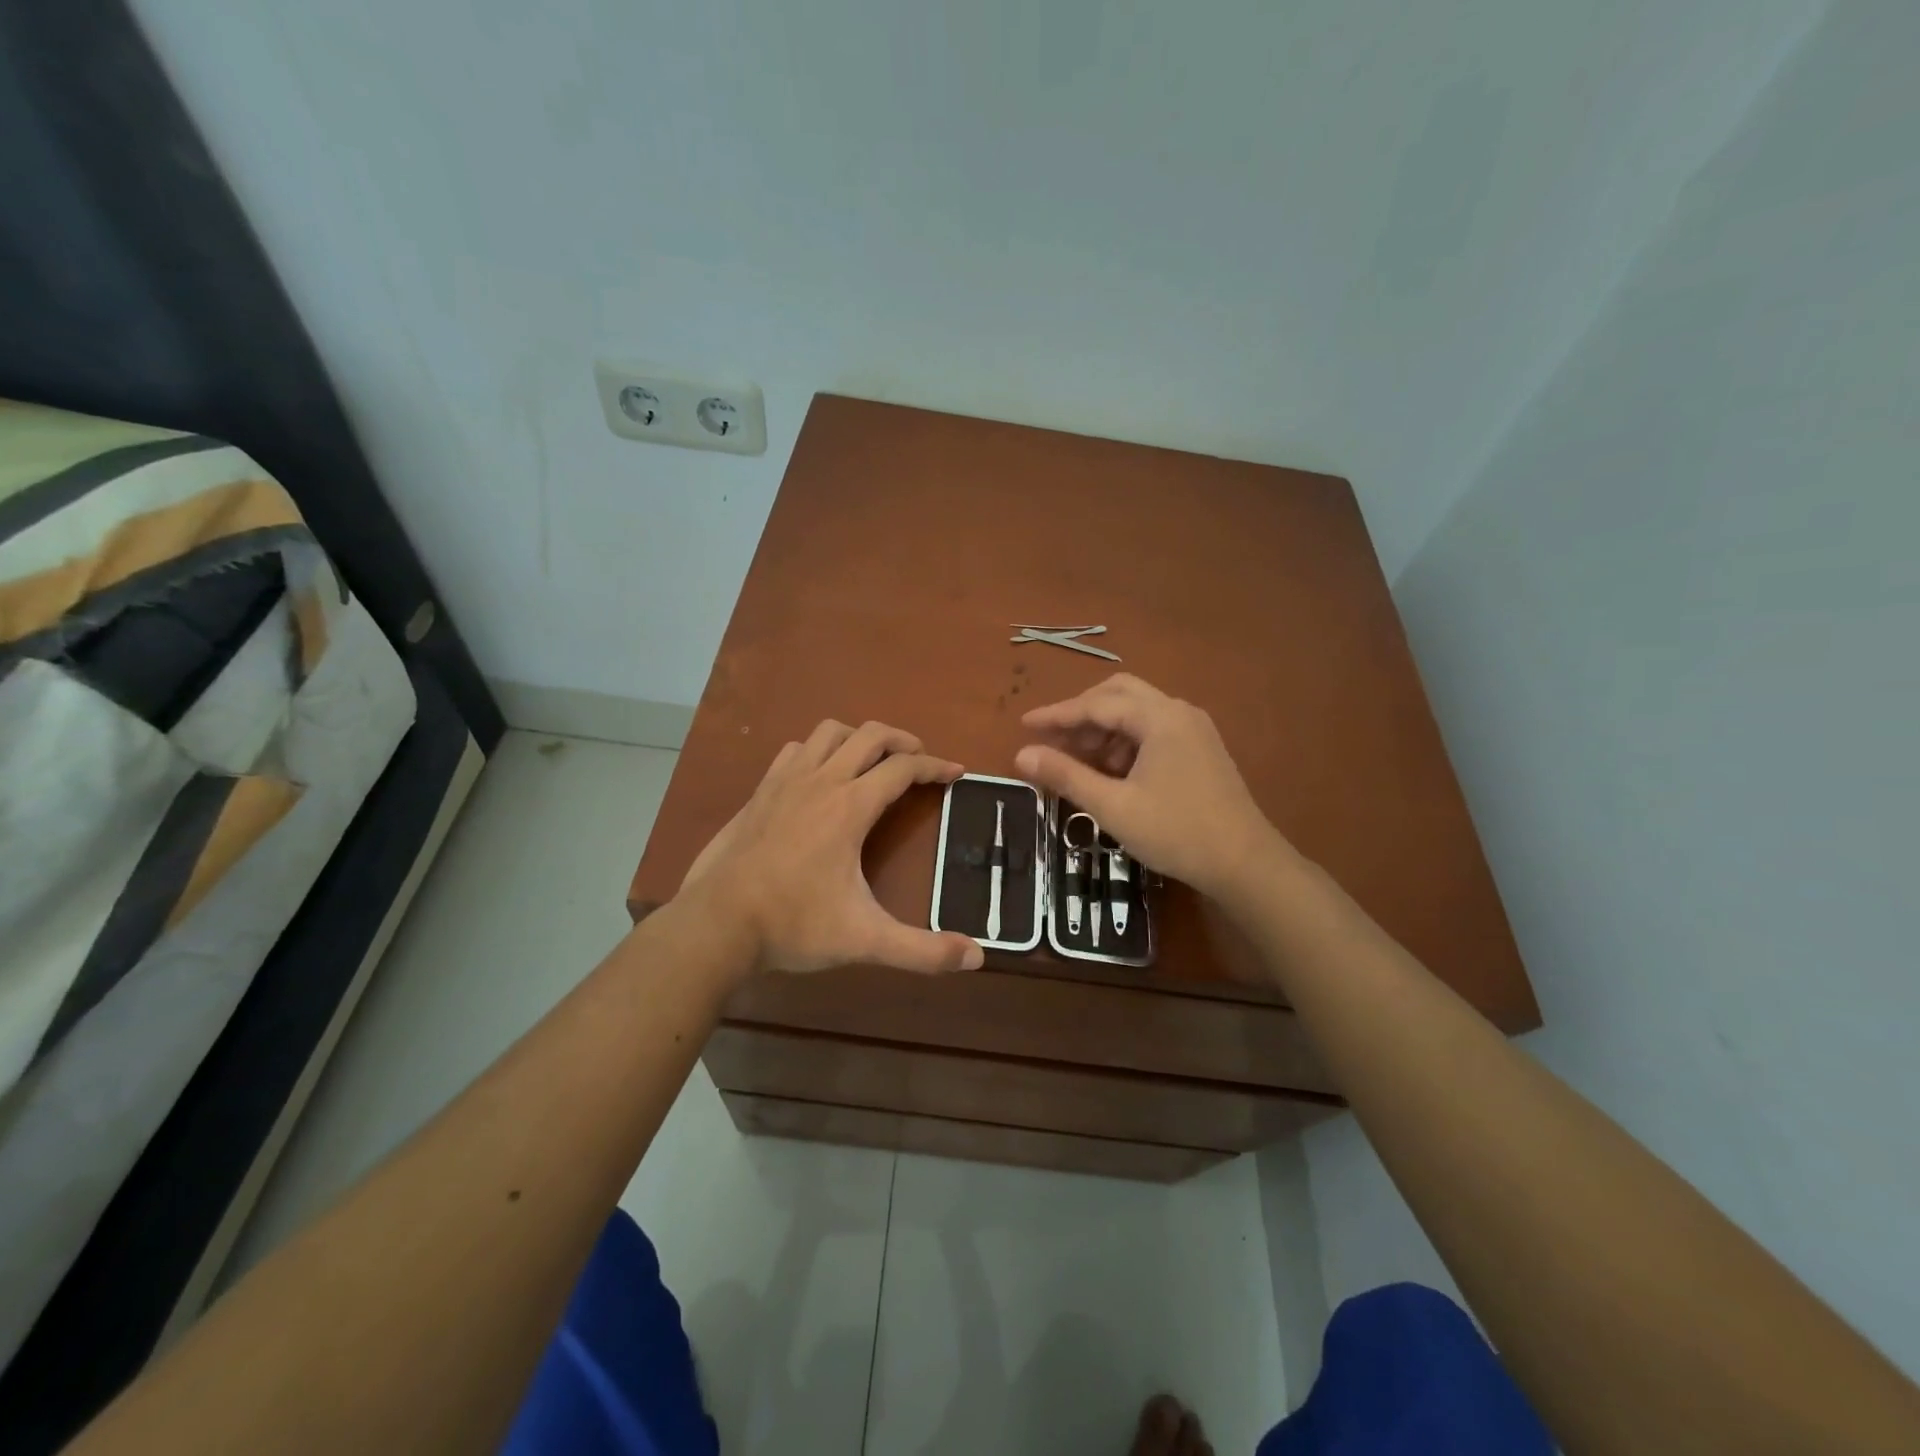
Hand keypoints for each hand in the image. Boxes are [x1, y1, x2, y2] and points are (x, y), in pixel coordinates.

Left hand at [682, 720, 985, 977]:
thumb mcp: (865, 940)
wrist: (716, 924)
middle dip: (903, 740)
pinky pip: (795, 750)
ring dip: (858, 738)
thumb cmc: (794, 924)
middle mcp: (821, 781)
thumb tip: (977, 957)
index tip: (957, 772)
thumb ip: (922, 951)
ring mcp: (785, 782)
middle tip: (920, 760)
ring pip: (829, 732)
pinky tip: (819, 776)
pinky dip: (817, 751)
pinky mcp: (760, 792)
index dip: (936, 766)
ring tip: (873, 761)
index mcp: (850, 806)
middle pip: (870, 734)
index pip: (903, 768)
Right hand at [1015, 674, 1285, 897]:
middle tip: (1054, 740)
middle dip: (1082, 714)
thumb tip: (1021, 755)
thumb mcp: (1113, 807)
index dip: (1057, 715)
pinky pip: (1155, 730)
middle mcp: (1179, 712)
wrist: (1245, 864)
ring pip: (1138, 712)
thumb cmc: (1176, 832)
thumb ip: (1066, 775)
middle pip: (1119, 694)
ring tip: (1079, 763)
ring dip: (1104, 730)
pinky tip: (1113, 773)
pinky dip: (1127, 742)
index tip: (1024, 725)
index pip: (1096, 704)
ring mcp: (1195, 729)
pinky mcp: (1202, 749)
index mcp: (1159, 718)